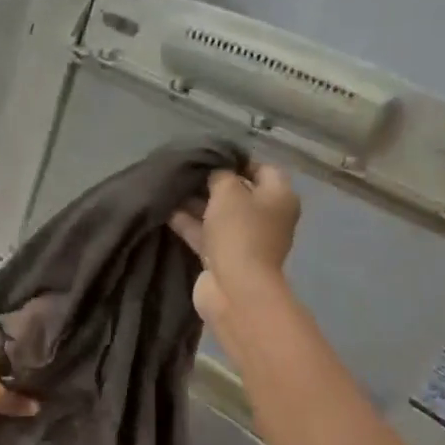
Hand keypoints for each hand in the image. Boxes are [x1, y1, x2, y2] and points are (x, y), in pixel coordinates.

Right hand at [169, 163, 300, 327]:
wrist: (234, 287)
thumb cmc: (240, 231)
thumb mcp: (229, 191)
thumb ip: (220, 174)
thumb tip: (215, 172)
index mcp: (279, 197)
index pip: (263, 169)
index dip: (238, 160)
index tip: (211, 156)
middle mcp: (267, 217)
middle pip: (239, 192)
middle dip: (212, 182)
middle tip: (186, 171)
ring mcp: (245, 239)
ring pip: (219, 214)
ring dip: (196, 203)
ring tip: (170, 187)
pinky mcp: (224, 257)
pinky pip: (206, 233)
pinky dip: (189, 223)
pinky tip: (165, 210)